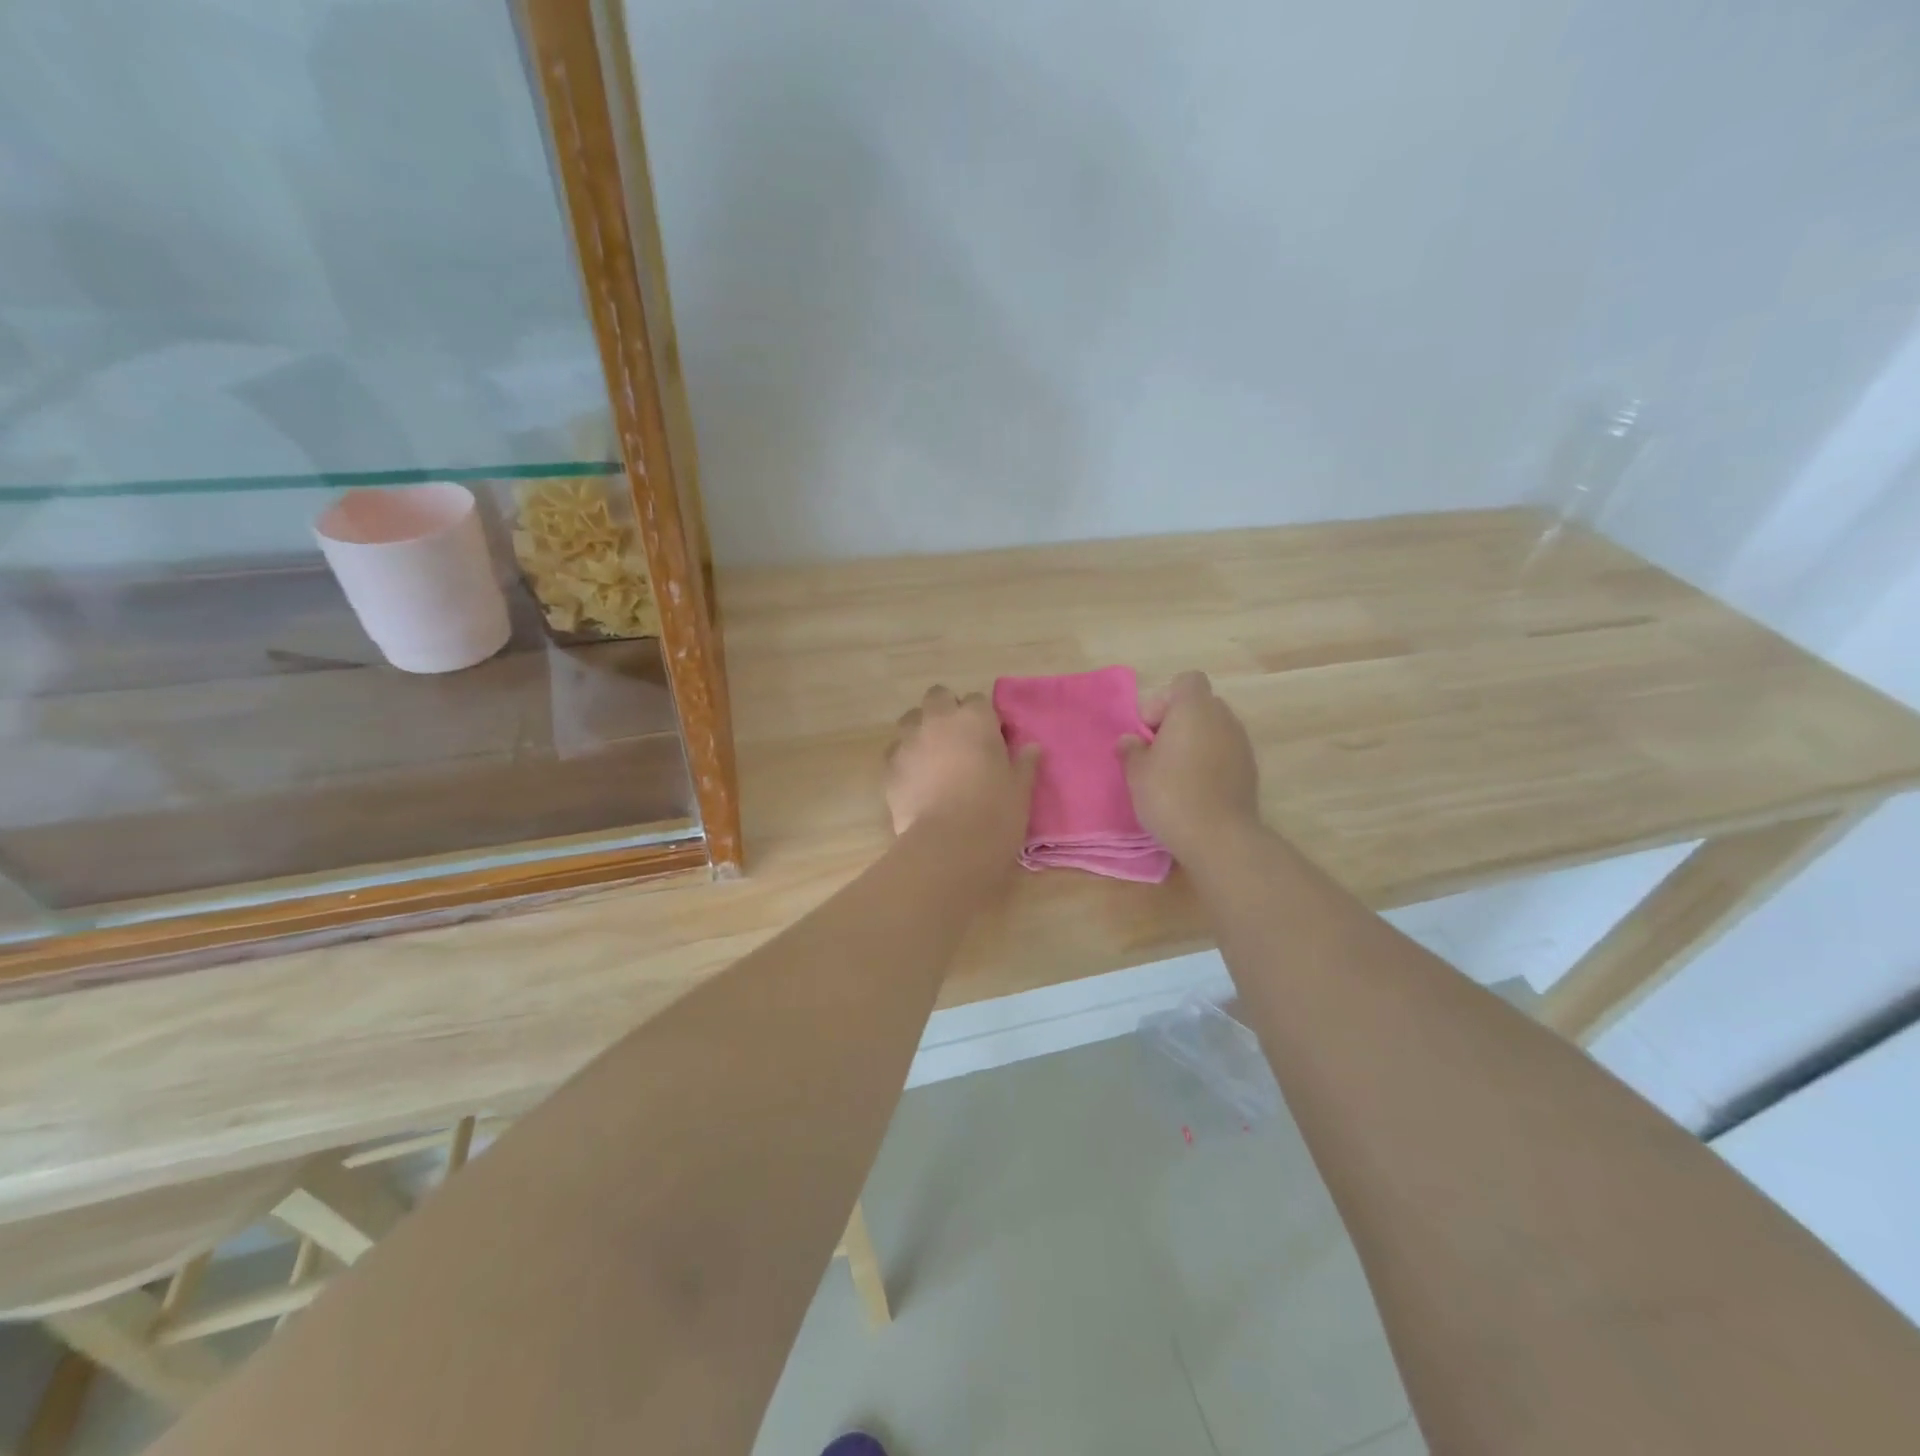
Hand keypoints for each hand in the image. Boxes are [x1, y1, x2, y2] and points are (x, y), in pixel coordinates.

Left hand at [887, 685, 1039, 856]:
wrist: (949, 844)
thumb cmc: (995, 812)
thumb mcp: (1020, 789)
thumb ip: (1024, 763)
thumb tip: (1032, 748)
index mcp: (975, 719)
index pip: (978, 700)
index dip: (984, 717)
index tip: (991, 739)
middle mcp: (938, 721)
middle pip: (938, 697)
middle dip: (946, 710)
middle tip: (958, 739)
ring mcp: (909, 742)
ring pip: (910, 720)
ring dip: (921, 730)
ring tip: (933, 756)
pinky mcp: (889, 767)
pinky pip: (895, 752)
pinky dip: (905, 759)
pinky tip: (915, 780)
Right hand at [1118, 671, 1259, 861]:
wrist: (1219, 837)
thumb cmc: (1170, 795)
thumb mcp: (1137, 772)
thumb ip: (1131, 750)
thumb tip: (1130, 740)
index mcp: (1194, 709)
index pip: (1186, 681)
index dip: (1164, 700)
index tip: (1150, 731)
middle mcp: (1223, 718)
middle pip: (1200, 705)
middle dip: (1178, 722)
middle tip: (1158, 752)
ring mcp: (1242, 743)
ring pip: (1214, 729)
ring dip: (1195, 742)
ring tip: (1176, 773)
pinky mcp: (1250, 769)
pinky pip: (1225, 752)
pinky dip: (1211, 761)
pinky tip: (1196, 788)